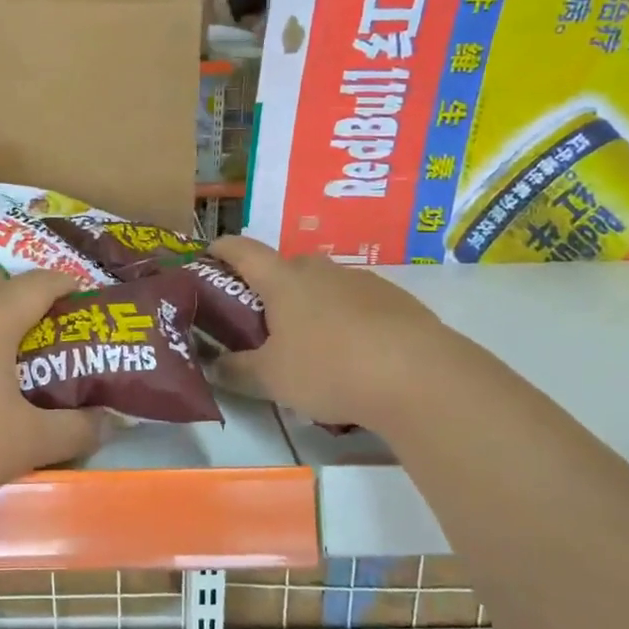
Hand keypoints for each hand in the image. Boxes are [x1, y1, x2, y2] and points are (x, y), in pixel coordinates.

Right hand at [209, 236, 445, 429]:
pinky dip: (345, 320)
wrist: (419, 377)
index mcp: (284, 281)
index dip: (222, 248)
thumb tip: (212, 366)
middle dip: (270, 286)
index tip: (209, 253)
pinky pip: (357, 304)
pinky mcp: (397, 301)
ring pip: (325, 286)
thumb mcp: (271, 379)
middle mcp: (322, 271)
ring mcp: (363, 282)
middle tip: (261, 318)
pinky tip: (352, 354)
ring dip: (311, 305)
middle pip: (287, 267)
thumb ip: (236, 370)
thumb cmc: (329, 369)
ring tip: (309, 343)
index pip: (243, 251)